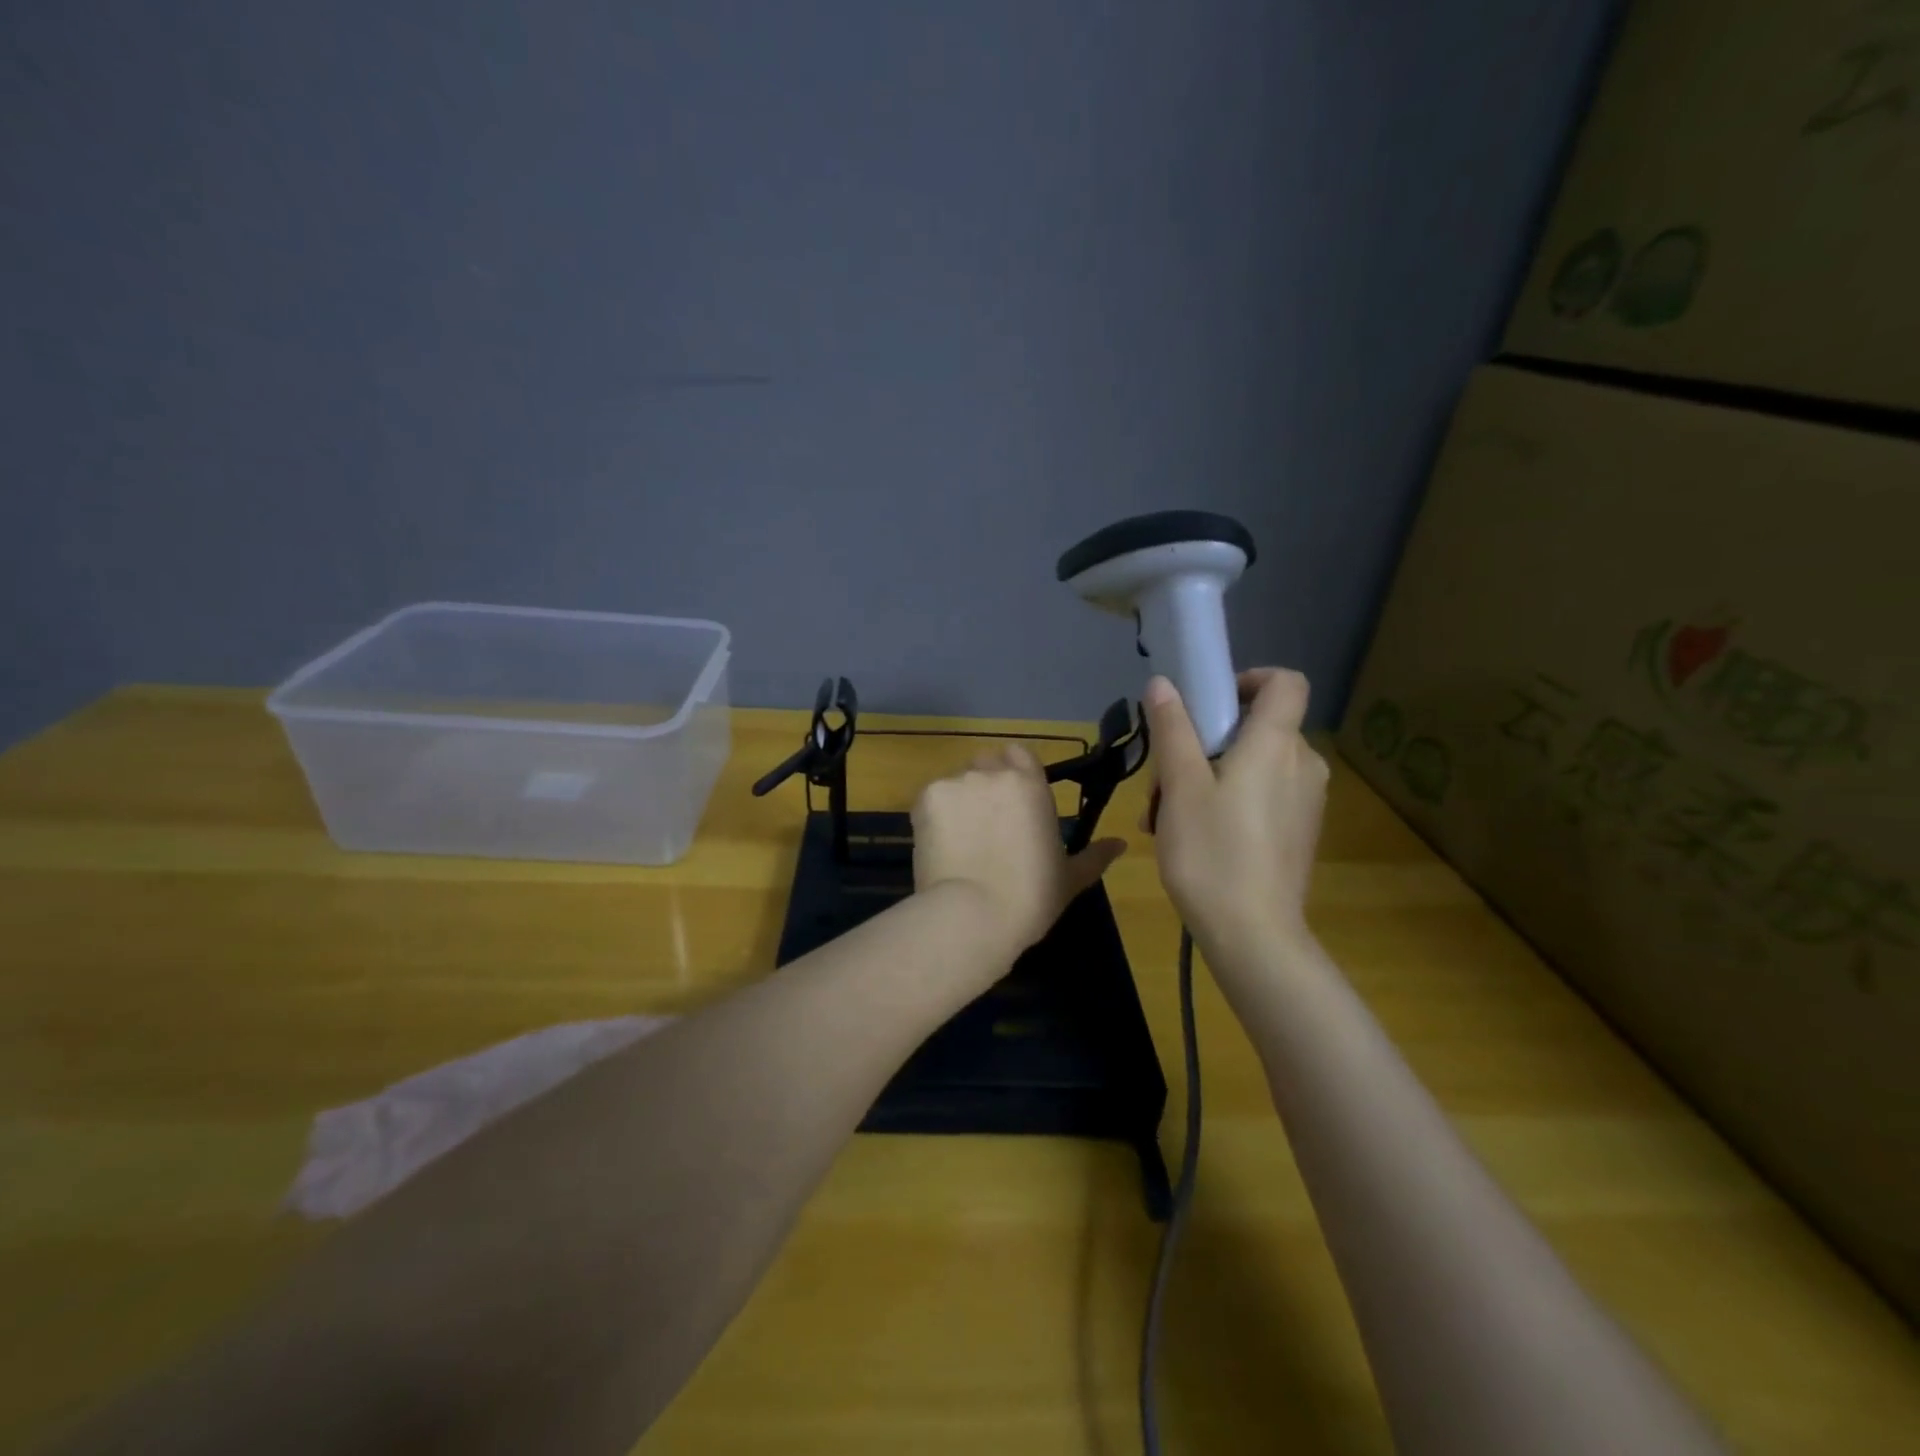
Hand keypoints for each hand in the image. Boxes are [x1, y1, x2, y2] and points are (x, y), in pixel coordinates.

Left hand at [912, 744, 1126, 964]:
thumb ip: (1095, 856)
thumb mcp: (1070, 878)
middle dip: (985, 784)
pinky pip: (931, 799)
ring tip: (958, 840)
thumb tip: (1121, 844)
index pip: (1019, 753)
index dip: (1013, 771)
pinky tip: (939, 845)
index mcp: (1030, 785)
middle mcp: (992, 773)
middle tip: (985, 822)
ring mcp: (956, 783)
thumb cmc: (1031, 897)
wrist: (973, 915)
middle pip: (985, 763)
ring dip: (959, 801)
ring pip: (956, 781)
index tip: (1012, 799)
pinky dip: (934, 816)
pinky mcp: (925, 798)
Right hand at [1140, 668, 1328, 957]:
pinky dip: (1226, 801)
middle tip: (1163, 779)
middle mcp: (1302, 764)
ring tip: (1164, 816)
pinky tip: (1190, 837)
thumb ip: (1173, 730)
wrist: (1253, 935)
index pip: (1285, 682)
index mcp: (1277, 744)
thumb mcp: (1180, 787)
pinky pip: (1261, 795)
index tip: (1208, 703)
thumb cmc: (1212, 852)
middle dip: (1203, 742)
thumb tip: (1163, 684)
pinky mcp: (1298, 832)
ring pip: (1252, 765)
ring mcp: (1304, 801)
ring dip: (1206, 777)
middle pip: (1256, 728)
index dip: (1249, 679)